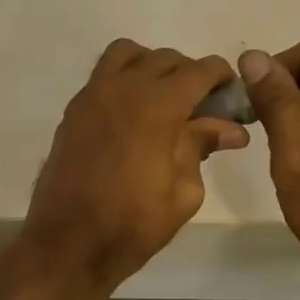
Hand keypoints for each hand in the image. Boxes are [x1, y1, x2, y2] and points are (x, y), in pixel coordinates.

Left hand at [20, 40, 249, 296]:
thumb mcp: (183, 191)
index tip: (232, 94)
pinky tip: (134, 113)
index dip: (222, 76)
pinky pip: (103, 74)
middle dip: (191, 75)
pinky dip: (124, 78)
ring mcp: (93, 94)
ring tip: (164, 99)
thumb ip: (202, 147)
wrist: (68, 244)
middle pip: (166, 59)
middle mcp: (124, 87)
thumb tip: (231, 129)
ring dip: (152, 66)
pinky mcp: (74, 109)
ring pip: (129, 54)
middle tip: (203, 107)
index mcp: (158, 105)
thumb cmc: (133, 224)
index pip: (199, 70)